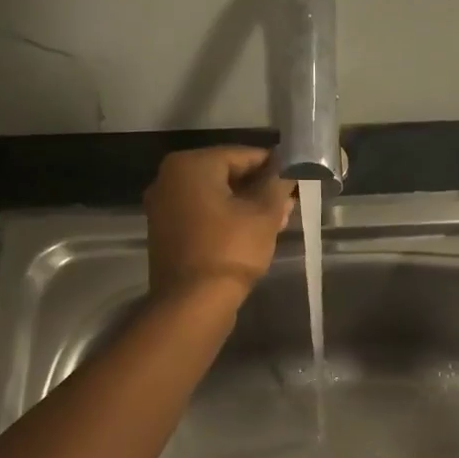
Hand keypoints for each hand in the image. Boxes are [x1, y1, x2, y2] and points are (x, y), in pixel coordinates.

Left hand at [144, 147, 296, 302]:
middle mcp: (169, 179)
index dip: (272, 165)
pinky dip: (226, 219)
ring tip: (278, 219)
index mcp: (190, 165)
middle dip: (259, 187)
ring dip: (245, 205)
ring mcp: (163, 207)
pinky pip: (202, 215)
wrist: (193, 303)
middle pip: (225, 175)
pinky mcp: (165, 232)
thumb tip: (287, 170)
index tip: (295, 176)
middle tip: (288, 201)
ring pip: (214, 197)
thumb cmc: (231, 249)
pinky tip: (253, 232)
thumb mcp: (264, 214)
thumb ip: (277, 185)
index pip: (241, 154)